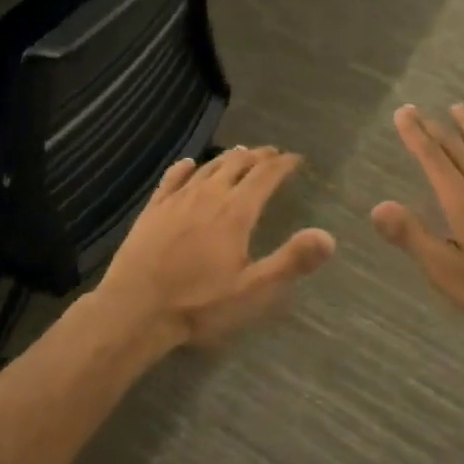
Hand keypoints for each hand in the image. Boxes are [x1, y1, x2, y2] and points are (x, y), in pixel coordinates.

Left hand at [100, 147, 334, 348]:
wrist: (134, 310)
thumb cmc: (199, 304)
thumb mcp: (253, 291)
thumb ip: (291, 261)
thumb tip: (329, 236)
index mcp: (235, 212)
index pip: (265, 176)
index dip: (283, 164)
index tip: (296, 159)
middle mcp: (208, 195)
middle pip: (237, 164)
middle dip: (258, 156)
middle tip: (272, 154)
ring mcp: (177, 200)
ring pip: (207, 168)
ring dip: (227, 158)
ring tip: (240, 154)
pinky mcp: (153, 210)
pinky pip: (172, 179)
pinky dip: (184, 168)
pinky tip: (188, 164)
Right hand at [372, 105, 463, 341]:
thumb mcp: (446, 271)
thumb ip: (412, 236)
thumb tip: (377, 206)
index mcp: (462, 201)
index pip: (433, 159)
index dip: (415, 135)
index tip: (402, 112)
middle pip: (457, 150)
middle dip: (434, 128)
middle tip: (417, 108)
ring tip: (458, 109)